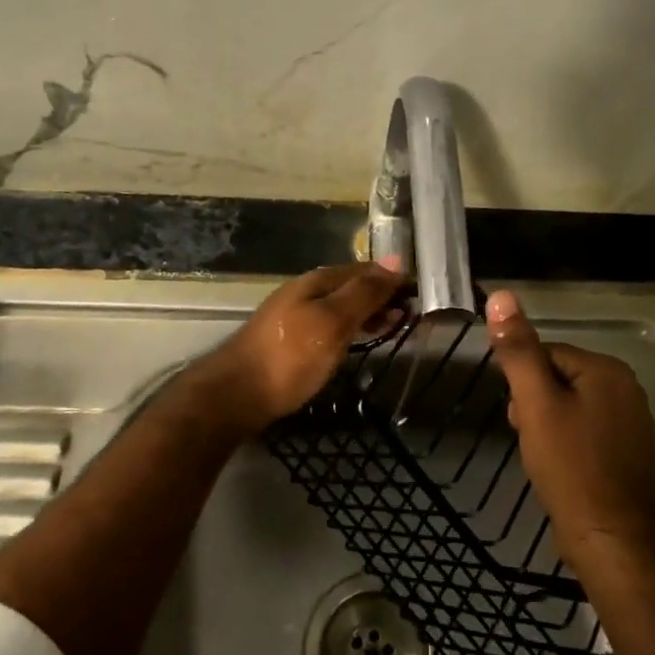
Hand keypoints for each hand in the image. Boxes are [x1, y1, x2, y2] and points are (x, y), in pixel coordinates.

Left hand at [199, 261, 404, 435]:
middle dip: (381, 295)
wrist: (236, 394)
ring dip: (367, 312)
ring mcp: (295, 314)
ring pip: (341, 305)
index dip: (391, 279)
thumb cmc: (290, 357)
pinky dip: (351, 328)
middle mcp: (306, 291)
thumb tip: (397, 261)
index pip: (364, 270)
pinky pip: (330, 323)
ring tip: (392, 327)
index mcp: (318, 281)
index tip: (418, 295)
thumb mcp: (333, 321)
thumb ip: (364, 293)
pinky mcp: (289, 340)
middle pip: (352, 285)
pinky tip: (357, 341)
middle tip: (410, 315)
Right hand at [486, 289, 654, 557]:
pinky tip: (560, 469)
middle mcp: (628, 389)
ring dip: (549, 425)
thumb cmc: (571, 467)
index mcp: (608, 370)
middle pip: (561, 379)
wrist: (612, 542)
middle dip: (537, 404)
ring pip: (572, 407)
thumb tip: (501, 296)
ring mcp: (633, 423)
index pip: (548, 354)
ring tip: (541, 456)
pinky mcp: (630, 453)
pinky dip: (569, 445)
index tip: (518, 415)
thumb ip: (519, 350)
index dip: (524, 384)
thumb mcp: (536, 404)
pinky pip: (588, 432)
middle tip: (529, 437)